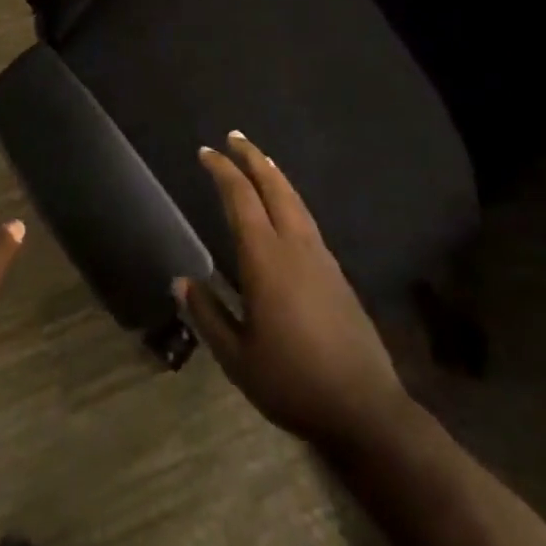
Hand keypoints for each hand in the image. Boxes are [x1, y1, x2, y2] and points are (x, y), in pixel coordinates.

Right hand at [176, 132, 410, 451]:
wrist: (364, 409)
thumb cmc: (292, 382)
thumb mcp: (237, 358)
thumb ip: (207, 315)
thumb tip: (181, 281)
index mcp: (266, 259)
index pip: (240, 198)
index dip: (222, 171)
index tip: (205, 152)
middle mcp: (295, 246)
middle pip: (274, 186)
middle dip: (253, 157)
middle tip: (234, 137)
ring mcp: (321, 257)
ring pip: (295, 200)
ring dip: (274, 174)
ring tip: (260, 159)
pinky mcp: (337, 272)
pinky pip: (307, 219)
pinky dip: (290, 198)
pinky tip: (286, 208)